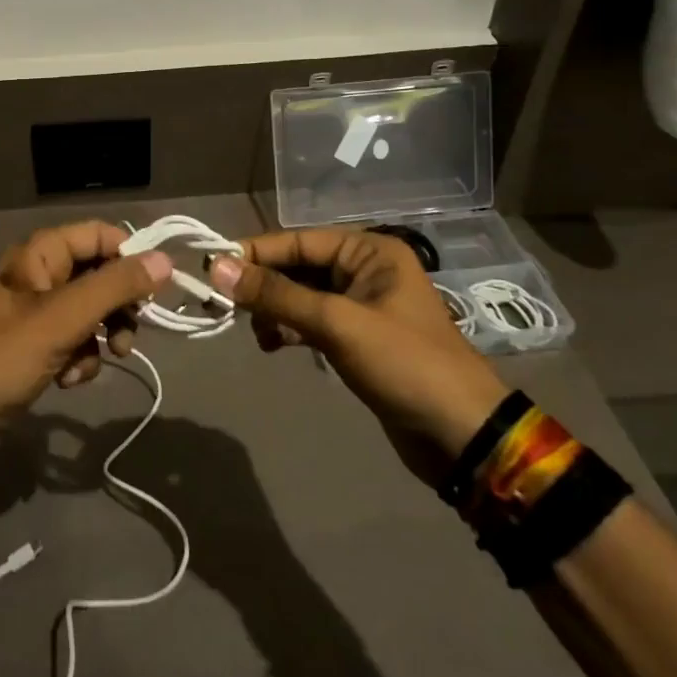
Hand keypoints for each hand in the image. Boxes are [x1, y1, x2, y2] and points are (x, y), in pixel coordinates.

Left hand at [0, 222, 172, 440]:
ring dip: (102, 337)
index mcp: (41, 253)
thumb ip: (115, 287)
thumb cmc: (5, 356)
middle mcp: (41, 273)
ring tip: (101, 362)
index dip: (129, 257)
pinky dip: (81, 358)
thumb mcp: (64, 318)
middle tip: (128, 336)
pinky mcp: (38, 343)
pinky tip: (68, 379)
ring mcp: (38, 310)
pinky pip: (76, 340)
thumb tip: (165, 260)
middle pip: (100, 274)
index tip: (153, 290)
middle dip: (118, 307)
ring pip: (92, 311)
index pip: (100, 234)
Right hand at [210, 230, 510, 485]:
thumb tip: (217, 267)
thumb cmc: (404, 364)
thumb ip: (276, 295)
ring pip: (300, 295)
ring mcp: (362, 305)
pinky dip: (289, 330)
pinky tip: (275, 346)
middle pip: (298, 266)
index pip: (298, 240)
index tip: (213, 268)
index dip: (255, 253)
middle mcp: (365, 269)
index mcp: (369, 251)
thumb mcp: (336, 324)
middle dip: (263, 286)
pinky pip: (311, 321)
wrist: (463, 436)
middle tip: (226, 306)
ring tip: (258, 335)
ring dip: (274, 311)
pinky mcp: (358, 338)